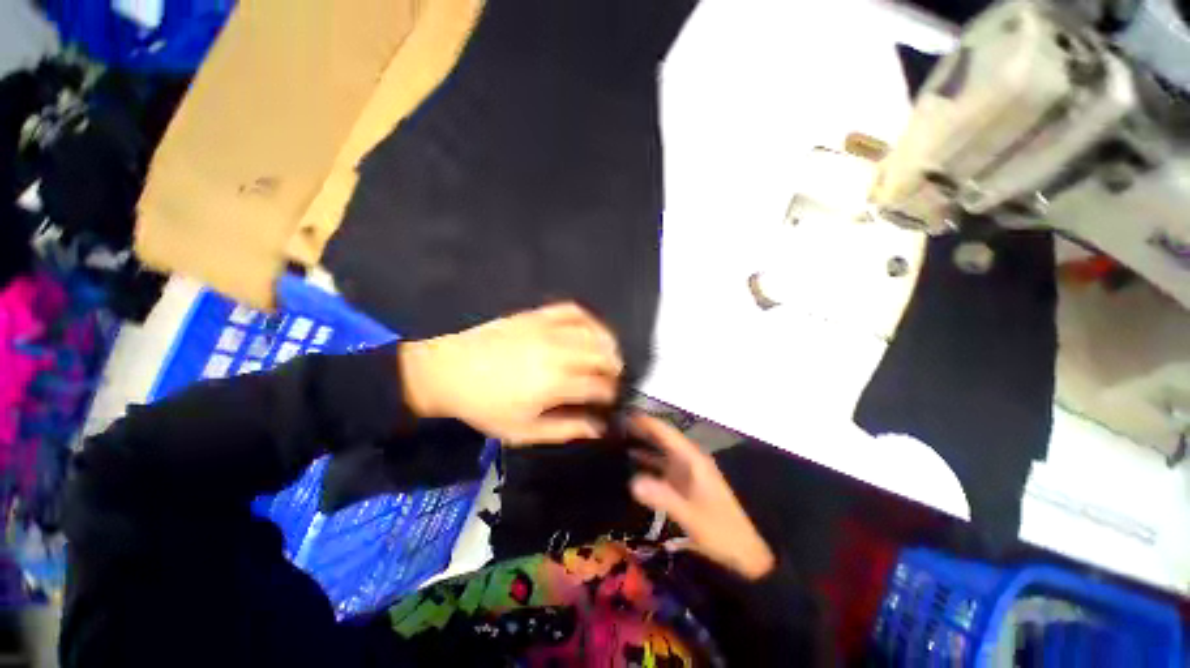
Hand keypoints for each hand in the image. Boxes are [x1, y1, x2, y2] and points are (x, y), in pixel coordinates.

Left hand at [399, 303, 623, 444]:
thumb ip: (566, 429)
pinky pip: (572, 310)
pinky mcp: (538, 315)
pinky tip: (590, 329)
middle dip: (615, 368)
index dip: (611, 393)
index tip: (610, 400)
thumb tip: (599, 428)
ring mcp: (549, 330)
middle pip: (603, 355)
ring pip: (594, 331)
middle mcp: (559, 352)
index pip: (600, 385)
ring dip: (608, 344)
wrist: (448, 371)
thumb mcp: (524, 431)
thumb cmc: (485, 406)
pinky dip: (588, 319)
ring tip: (608, 355)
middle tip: (612, 379)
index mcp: (556, 383)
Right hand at [628, 414, 775, 579]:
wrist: (743, 552)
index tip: (624, 414)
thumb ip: (662, 497)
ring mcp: (686, 471)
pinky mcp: (684, 483)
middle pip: (662, 438)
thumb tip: (632, 481)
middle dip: (641, 431)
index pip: (666, 432)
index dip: (646, 422)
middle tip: (614, 426)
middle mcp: (689, 459)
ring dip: (643, 445)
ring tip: (617, 440)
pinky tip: (631, 464)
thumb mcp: (690, 515)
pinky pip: (662, 466)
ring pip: (661, 452)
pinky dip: (647, 462)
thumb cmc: (719, 530)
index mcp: (693, 459)